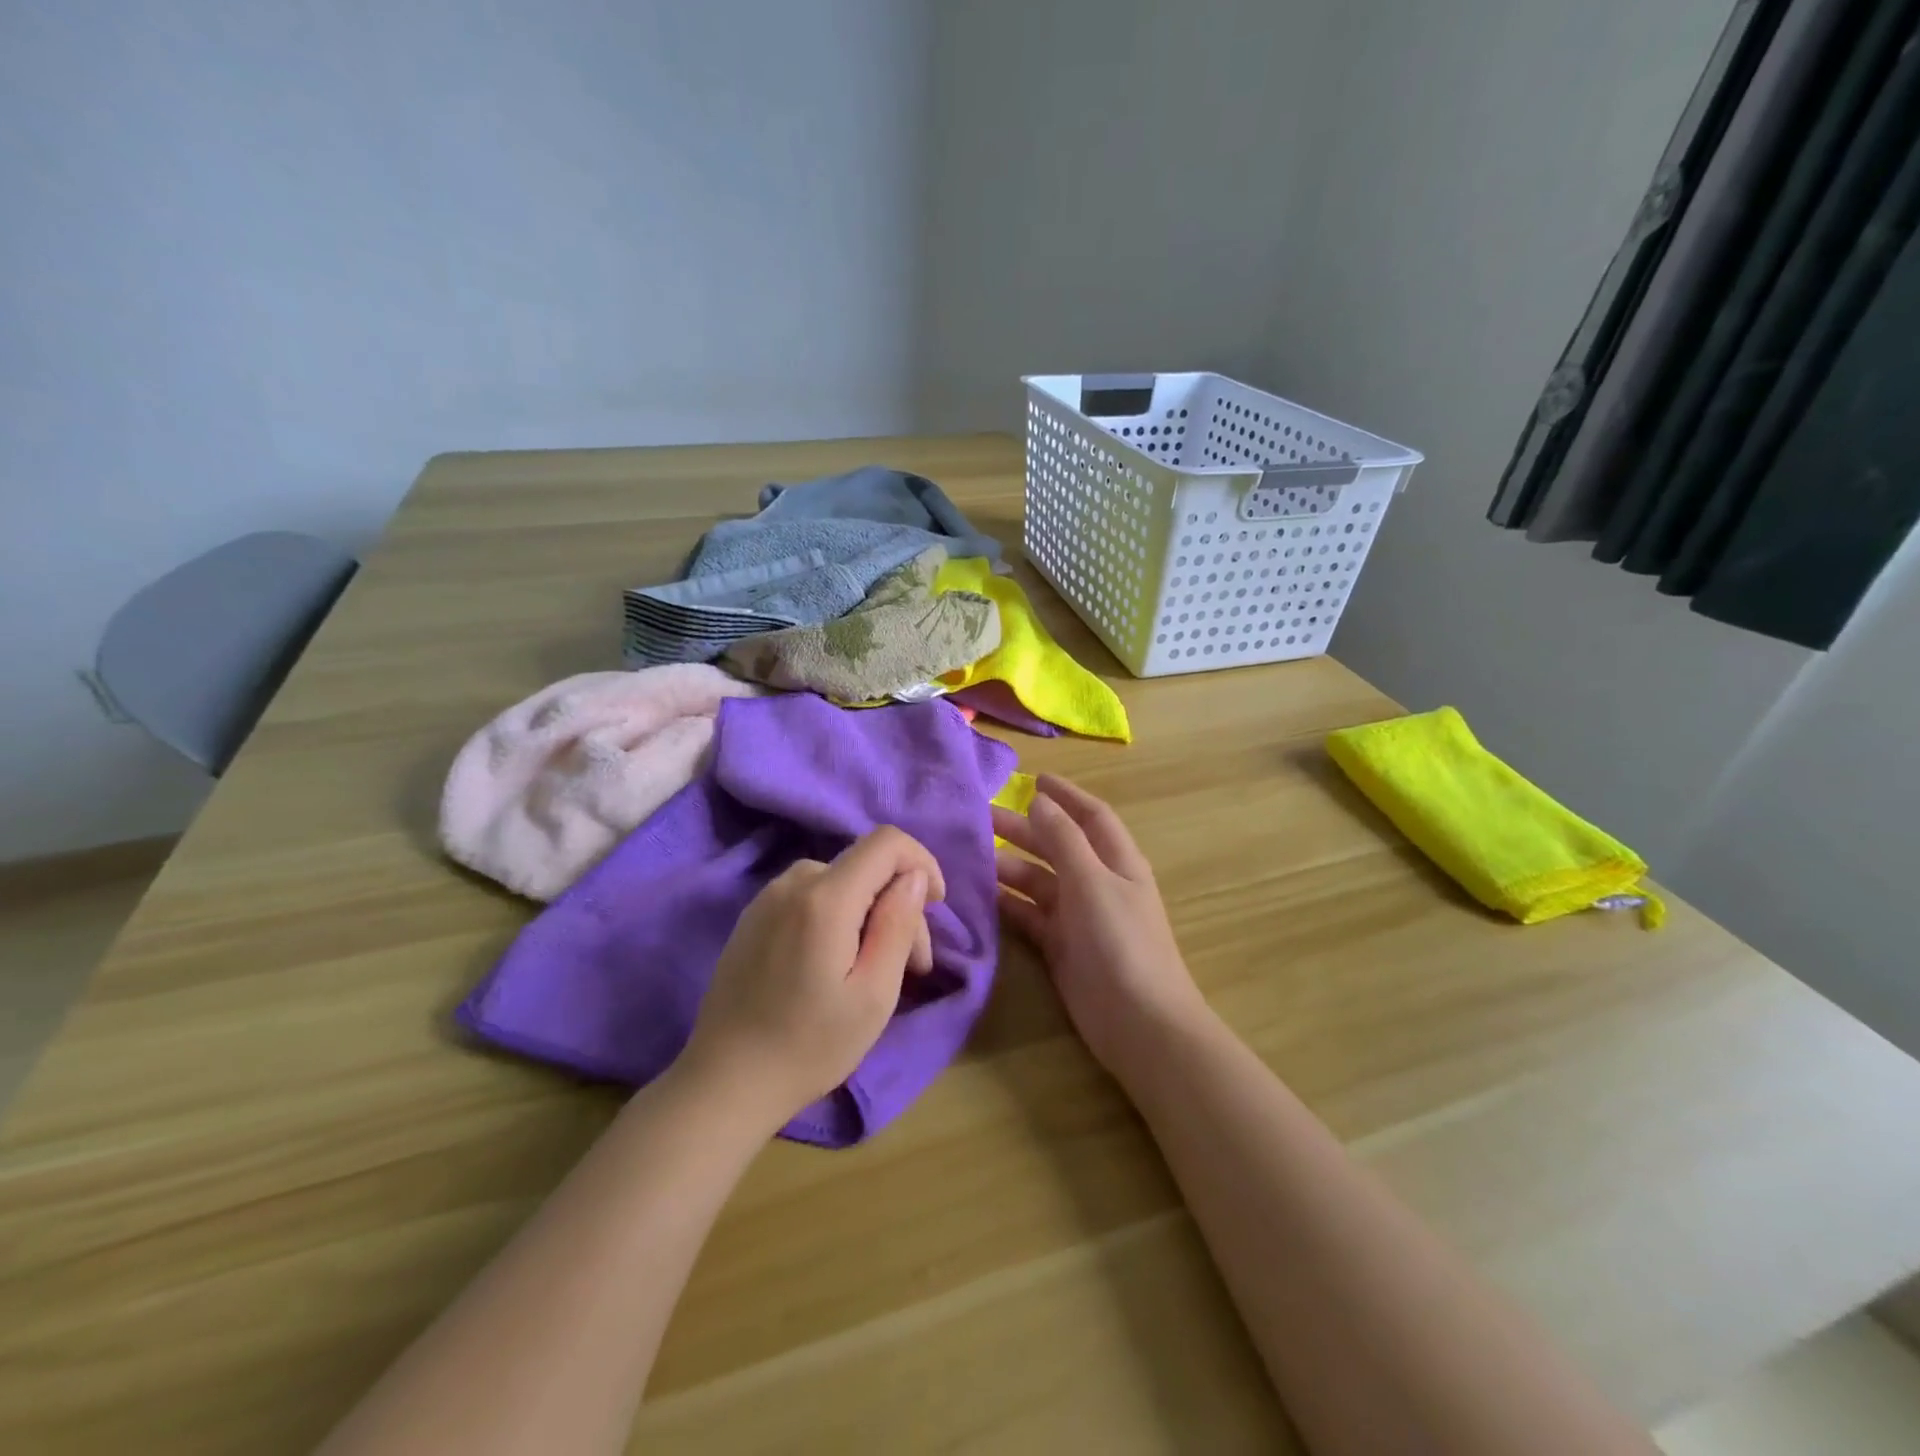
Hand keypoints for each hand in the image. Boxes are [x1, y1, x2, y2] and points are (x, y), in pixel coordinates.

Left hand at [680, 826, 945, 1127]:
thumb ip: (899, 924)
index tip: (936, 905)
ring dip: (870, 912)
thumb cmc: (809, 1046)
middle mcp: (793, 882)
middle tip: (915, 967)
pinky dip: (839, 915)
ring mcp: (767, 897)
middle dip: (899, 903)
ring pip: (841, 881)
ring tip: (876, 970)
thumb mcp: (874, 994)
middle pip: (866, 866)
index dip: (922, 862)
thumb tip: (915, 876)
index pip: (887, 842)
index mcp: (825, 898)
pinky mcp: (754, 916)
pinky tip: (836, 963)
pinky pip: (811, 896)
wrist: (724, 1082)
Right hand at [993, 775, 1209, 1076]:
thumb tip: (1040, 801)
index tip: (1034, 778)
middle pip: (1058, 846)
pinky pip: (1030, 916)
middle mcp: (1098, 883)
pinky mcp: (1061, 947)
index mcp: (1117, 862)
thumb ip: (1065, 840)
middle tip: (983, 818)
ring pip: (1039, 881)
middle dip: (1025, 829)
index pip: (1091, 816)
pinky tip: (981, 896)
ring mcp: (1079, 917)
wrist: (1139, 1023)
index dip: (1065, 795)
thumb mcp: (1093, 882)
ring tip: (973, 856)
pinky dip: (1009, 904)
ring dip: (1010, 867)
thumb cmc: (1121, 943)